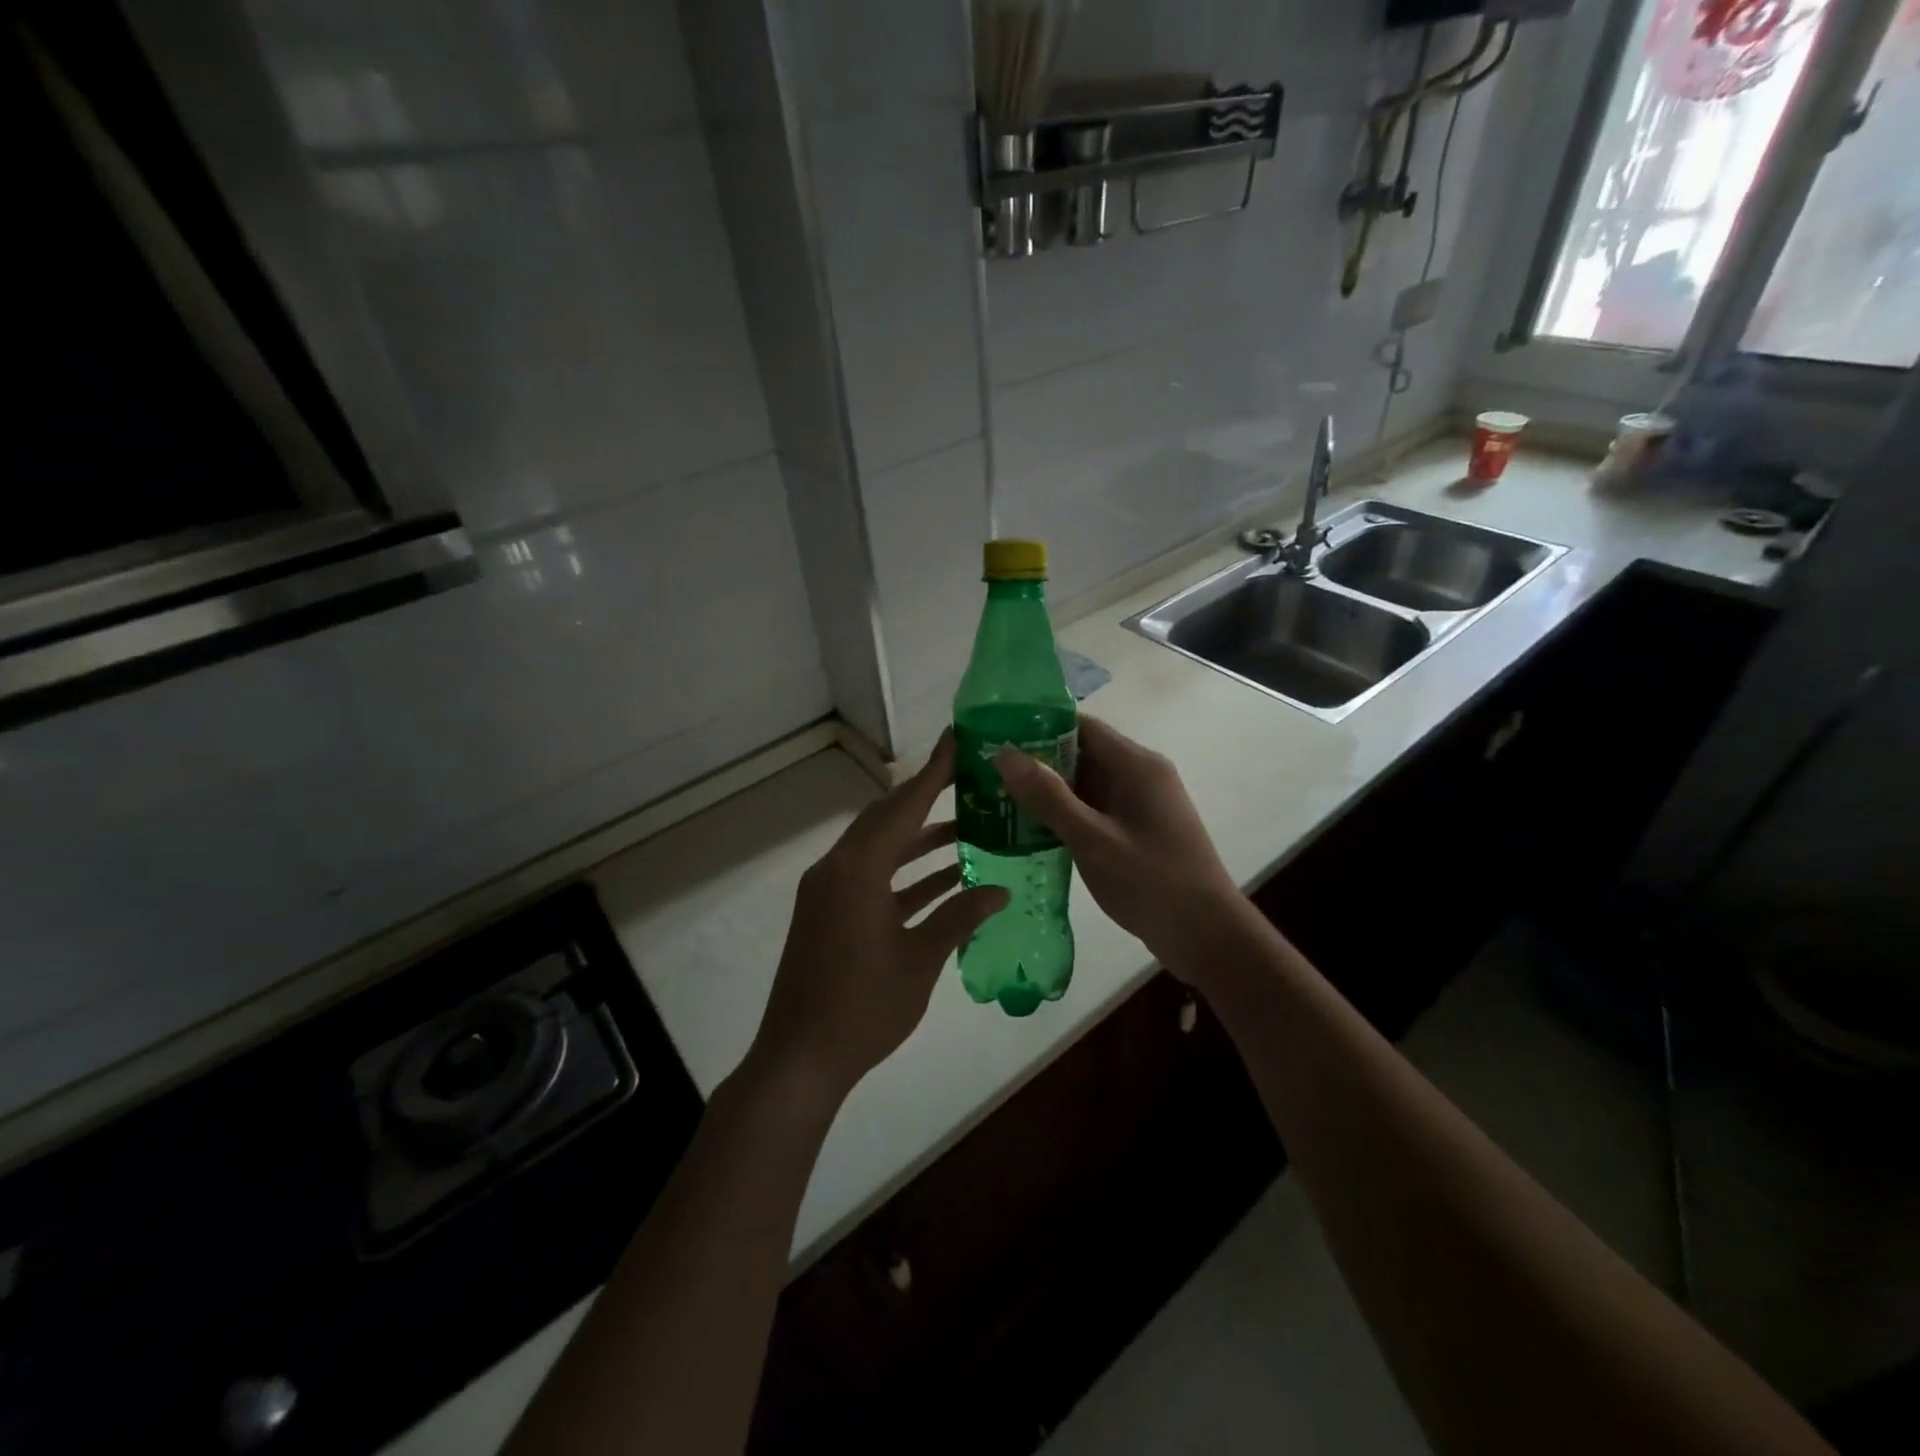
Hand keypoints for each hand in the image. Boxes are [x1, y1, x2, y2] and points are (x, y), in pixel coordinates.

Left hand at [747, 732, 1009, 1105]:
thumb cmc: (862, 1009)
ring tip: (968, 826)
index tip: (957, 740)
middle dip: (927, 797)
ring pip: (880, 849)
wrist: (799, 1060)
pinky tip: (944, 877)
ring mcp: (829, 892)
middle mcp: (837, 869)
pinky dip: (905, 873)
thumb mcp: (920, 960)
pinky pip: (872, 877)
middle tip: (968, 777)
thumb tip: (1000, 889)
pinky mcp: (828, 913)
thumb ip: (959, 917)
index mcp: (856, 871)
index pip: (903, 807)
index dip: (933, 772)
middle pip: (887, 819)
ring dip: (920, 839)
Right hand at [996, 717, 1247, 979]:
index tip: (995, 735)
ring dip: (1049, 791)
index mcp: (1135, 764)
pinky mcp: (1138, 830)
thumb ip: (1048, 796)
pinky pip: (1096, 809)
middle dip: (1037, 762)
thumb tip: (1004, 753)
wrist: (1207, 936)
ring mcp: (1141, 804)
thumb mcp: (1092, 839)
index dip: (1037, 726)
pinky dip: (1066, 814)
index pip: (1080, 726)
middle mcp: (1140, 775)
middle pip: (1081, 753)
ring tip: (998, 799)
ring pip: (1086, 784)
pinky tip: (1031, 830)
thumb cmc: (1151, 881)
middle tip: (987, 772)